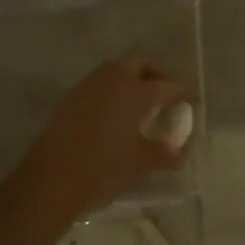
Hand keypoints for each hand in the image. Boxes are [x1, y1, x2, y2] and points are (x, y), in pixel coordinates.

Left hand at [16, 57, 192, 220]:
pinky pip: (98, 85)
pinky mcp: (70, 99)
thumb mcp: (139, 163)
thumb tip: (180, 153)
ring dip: (131, 81)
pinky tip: (115, 116)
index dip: (183, 90)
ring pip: (116, 71)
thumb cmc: (103, 168)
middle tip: (164, 96)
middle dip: (155, 75)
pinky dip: (112, 92)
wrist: (51, 179)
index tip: (193, 97)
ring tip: (140, 106)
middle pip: (139, 65)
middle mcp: (112, 80)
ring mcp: (88, 87)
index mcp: (135, 92)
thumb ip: (163, 154)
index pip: (167, 85)